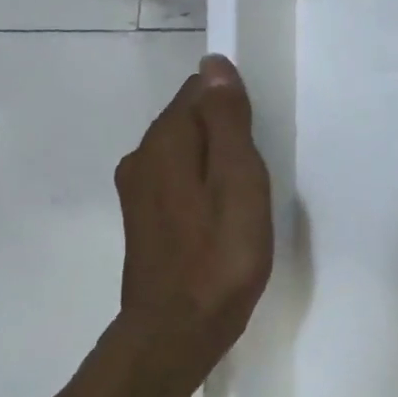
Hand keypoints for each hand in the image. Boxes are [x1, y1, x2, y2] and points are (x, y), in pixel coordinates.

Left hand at [106, 54, 272, 384]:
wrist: (177, 330)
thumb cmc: (220, 256)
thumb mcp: (238, 182)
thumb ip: (227, 122)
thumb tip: (214, 66)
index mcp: (164, 142)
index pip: (198, 91)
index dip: (233, 106)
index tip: (260, 138)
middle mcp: (141, 158)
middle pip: (188, 121)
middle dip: (224, 134)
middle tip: (258, 173)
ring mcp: (137, 192)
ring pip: (183, 153)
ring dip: (214, 162)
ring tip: (245, 197)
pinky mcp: (143, 220)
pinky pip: (177, 182)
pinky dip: (202, 186)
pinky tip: (221, 217)